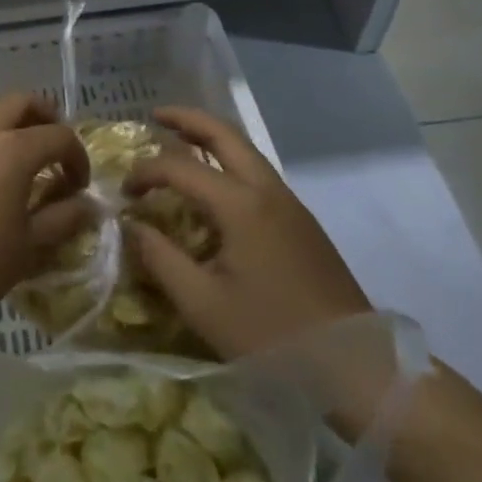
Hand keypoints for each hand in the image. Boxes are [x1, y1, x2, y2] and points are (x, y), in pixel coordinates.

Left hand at [0, 93, 90, 333]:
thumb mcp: (28, 247)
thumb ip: (62, 219)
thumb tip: (87, 205)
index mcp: (12, 149)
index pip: (59, 136)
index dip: (77, 157)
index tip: (79, 186)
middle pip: (22, 102)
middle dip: (46, 118)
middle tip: (53, 149)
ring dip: (9, 122)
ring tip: (15, 156)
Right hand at [125, 106, 370, 359]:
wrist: (357, 366)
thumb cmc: (273, 336)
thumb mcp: (203, 304)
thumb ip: (160, 259)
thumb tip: (132, 225)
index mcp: (241, 205)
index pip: (180, 168)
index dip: (145, 173)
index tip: (124, 193)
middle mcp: (267, 190)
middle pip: (224, 134)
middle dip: (187, 119)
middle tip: (155, 115)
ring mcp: (290, 204)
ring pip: (246, 150)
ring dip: (211, 137)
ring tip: (180, 140)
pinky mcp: (302, 222)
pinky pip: (258, 172)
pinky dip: (229, 161)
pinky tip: (215, 184)